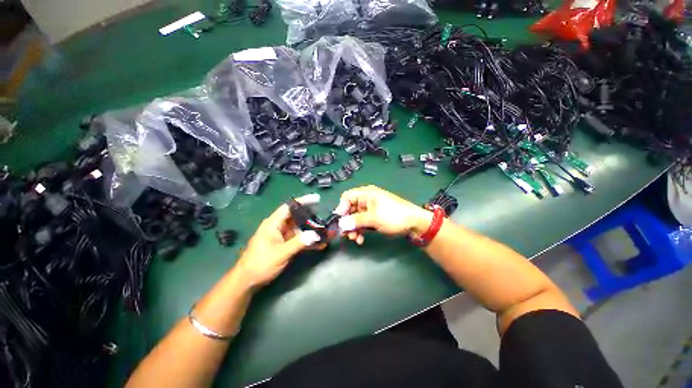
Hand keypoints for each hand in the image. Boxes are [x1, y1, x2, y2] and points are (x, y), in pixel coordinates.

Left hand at [234, 195, 323, 287]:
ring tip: (326, 232)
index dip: (303, 201)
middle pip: (297, 217)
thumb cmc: (260, 264)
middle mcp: (278, 227)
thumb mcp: (280, 254)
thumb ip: (298, 243)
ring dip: (311, 231)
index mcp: (273, 223)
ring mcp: (281, 236)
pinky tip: (319, 245)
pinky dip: (307, 241)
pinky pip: (298, 239)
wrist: (247, 281)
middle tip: (325, 218)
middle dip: (311, 217)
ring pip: (299, 228)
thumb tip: (315, 235)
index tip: (317, 199)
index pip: (289, 207)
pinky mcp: (284, 244)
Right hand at [335, 185, 431, 244]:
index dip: (341, 209)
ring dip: (353, 228)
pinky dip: (360, 230)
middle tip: (346, 235)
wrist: (415, 224)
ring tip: (354, 238)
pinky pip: (363, 223)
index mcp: (366, 194)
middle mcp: (366, 200)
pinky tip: (360, 239)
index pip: (347, 197)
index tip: (340, 222)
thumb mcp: (373, 218)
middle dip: (347, 222)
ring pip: (355, 218)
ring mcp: (371, 209)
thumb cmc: (393, 216)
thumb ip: (355, 221)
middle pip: (350, 209)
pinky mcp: (375, 218)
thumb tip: (340, 225)